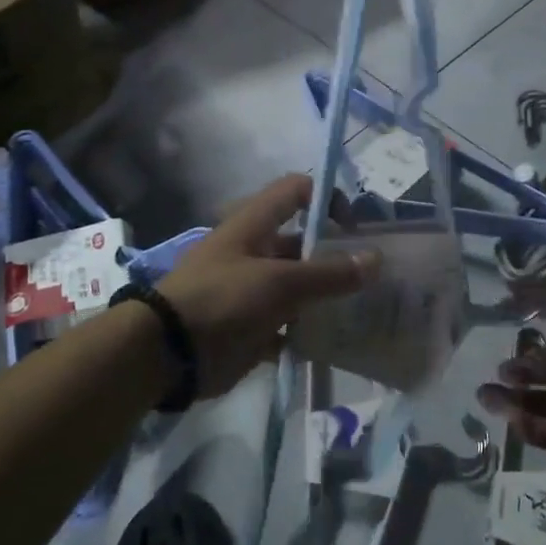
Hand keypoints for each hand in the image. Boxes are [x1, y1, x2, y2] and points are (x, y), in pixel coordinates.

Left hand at [158, 174, 377, 398]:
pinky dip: (309, 332)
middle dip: (337, 257)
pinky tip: (336, 343)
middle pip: (304, 244)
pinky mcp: (252, 326)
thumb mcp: (278, 282)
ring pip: (299, 287)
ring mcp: (252, 291)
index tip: (354, 228)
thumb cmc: (222, 300)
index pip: (296, 191)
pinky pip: (290, 325)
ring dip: (327, 298)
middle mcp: (255, 251)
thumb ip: (328, 273)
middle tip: (374, 279)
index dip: (327, 198)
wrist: (168, 353)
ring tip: (365, 312)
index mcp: (254, 225)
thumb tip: (376, 258)